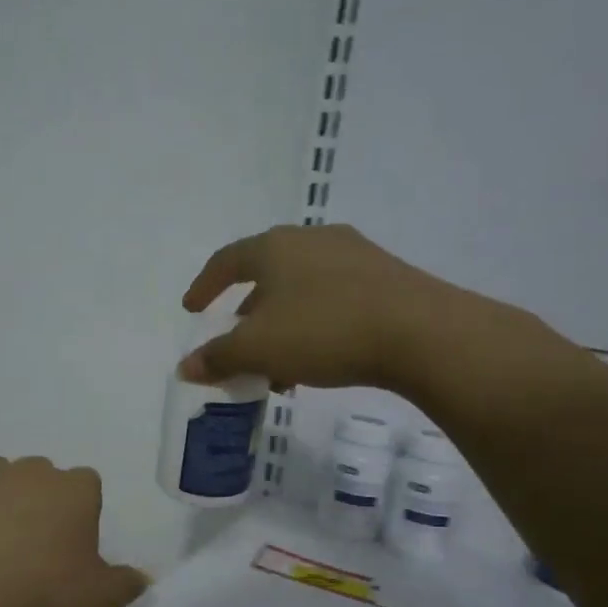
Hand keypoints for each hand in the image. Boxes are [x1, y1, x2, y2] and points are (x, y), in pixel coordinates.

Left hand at [0, 457, 147, 606]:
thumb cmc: (44, 590)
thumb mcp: (100, 597)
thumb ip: (126, 585)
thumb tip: (140, 581)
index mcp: (75, 488)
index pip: (88, 485)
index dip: (82, 512)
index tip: (73, 544)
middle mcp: (33, 471)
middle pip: (43, 477)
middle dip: (41, 501)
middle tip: (34, 545)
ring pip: (0, 478)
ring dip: (1, 500)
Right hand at [179, 224, 552, 408]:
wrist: (421, 332)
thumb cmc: (324, 330)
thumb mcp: (258, 349)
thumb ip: (218, 357)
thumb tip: (186, 367)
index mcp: (274, 247)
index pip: (226, 260)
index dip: (204, 286)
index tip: (192, 309)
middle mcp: (312, 240)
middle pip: (266, 274)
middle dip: (247, 311)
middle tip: (237, 341)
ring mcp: (354, 254)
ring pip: (301, 289)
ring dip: (281, 323)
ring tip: (277, 363)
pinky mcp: (385, 277)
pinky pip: (333, 297)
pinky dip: (313, 323)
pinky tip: (318, 358)